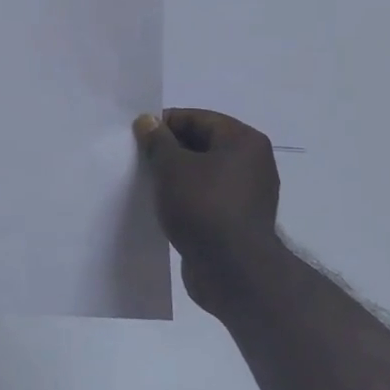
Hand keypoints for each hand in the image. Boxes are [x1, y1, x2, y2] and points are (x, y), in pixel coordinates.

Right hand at [133, 108, 284, 308]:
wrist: (233, 271)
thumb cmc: (203, 206)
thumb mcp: (171, 166)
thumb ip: (157, 140)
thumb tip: (148, 121)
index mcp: (243, 141)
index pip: (198, 118)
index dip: (164, 124)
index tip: (137, 137)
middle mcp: (252, 163)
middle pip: (202, 144)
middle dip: (169, 150)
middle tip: (139, 160)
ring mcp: (248, 194)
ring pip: (203, 173)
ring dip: (176, 176)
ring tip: (147, 184)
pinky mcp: (238, 221)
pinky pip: (207, 198)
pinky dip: (186, 198)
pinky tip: (164, 207)